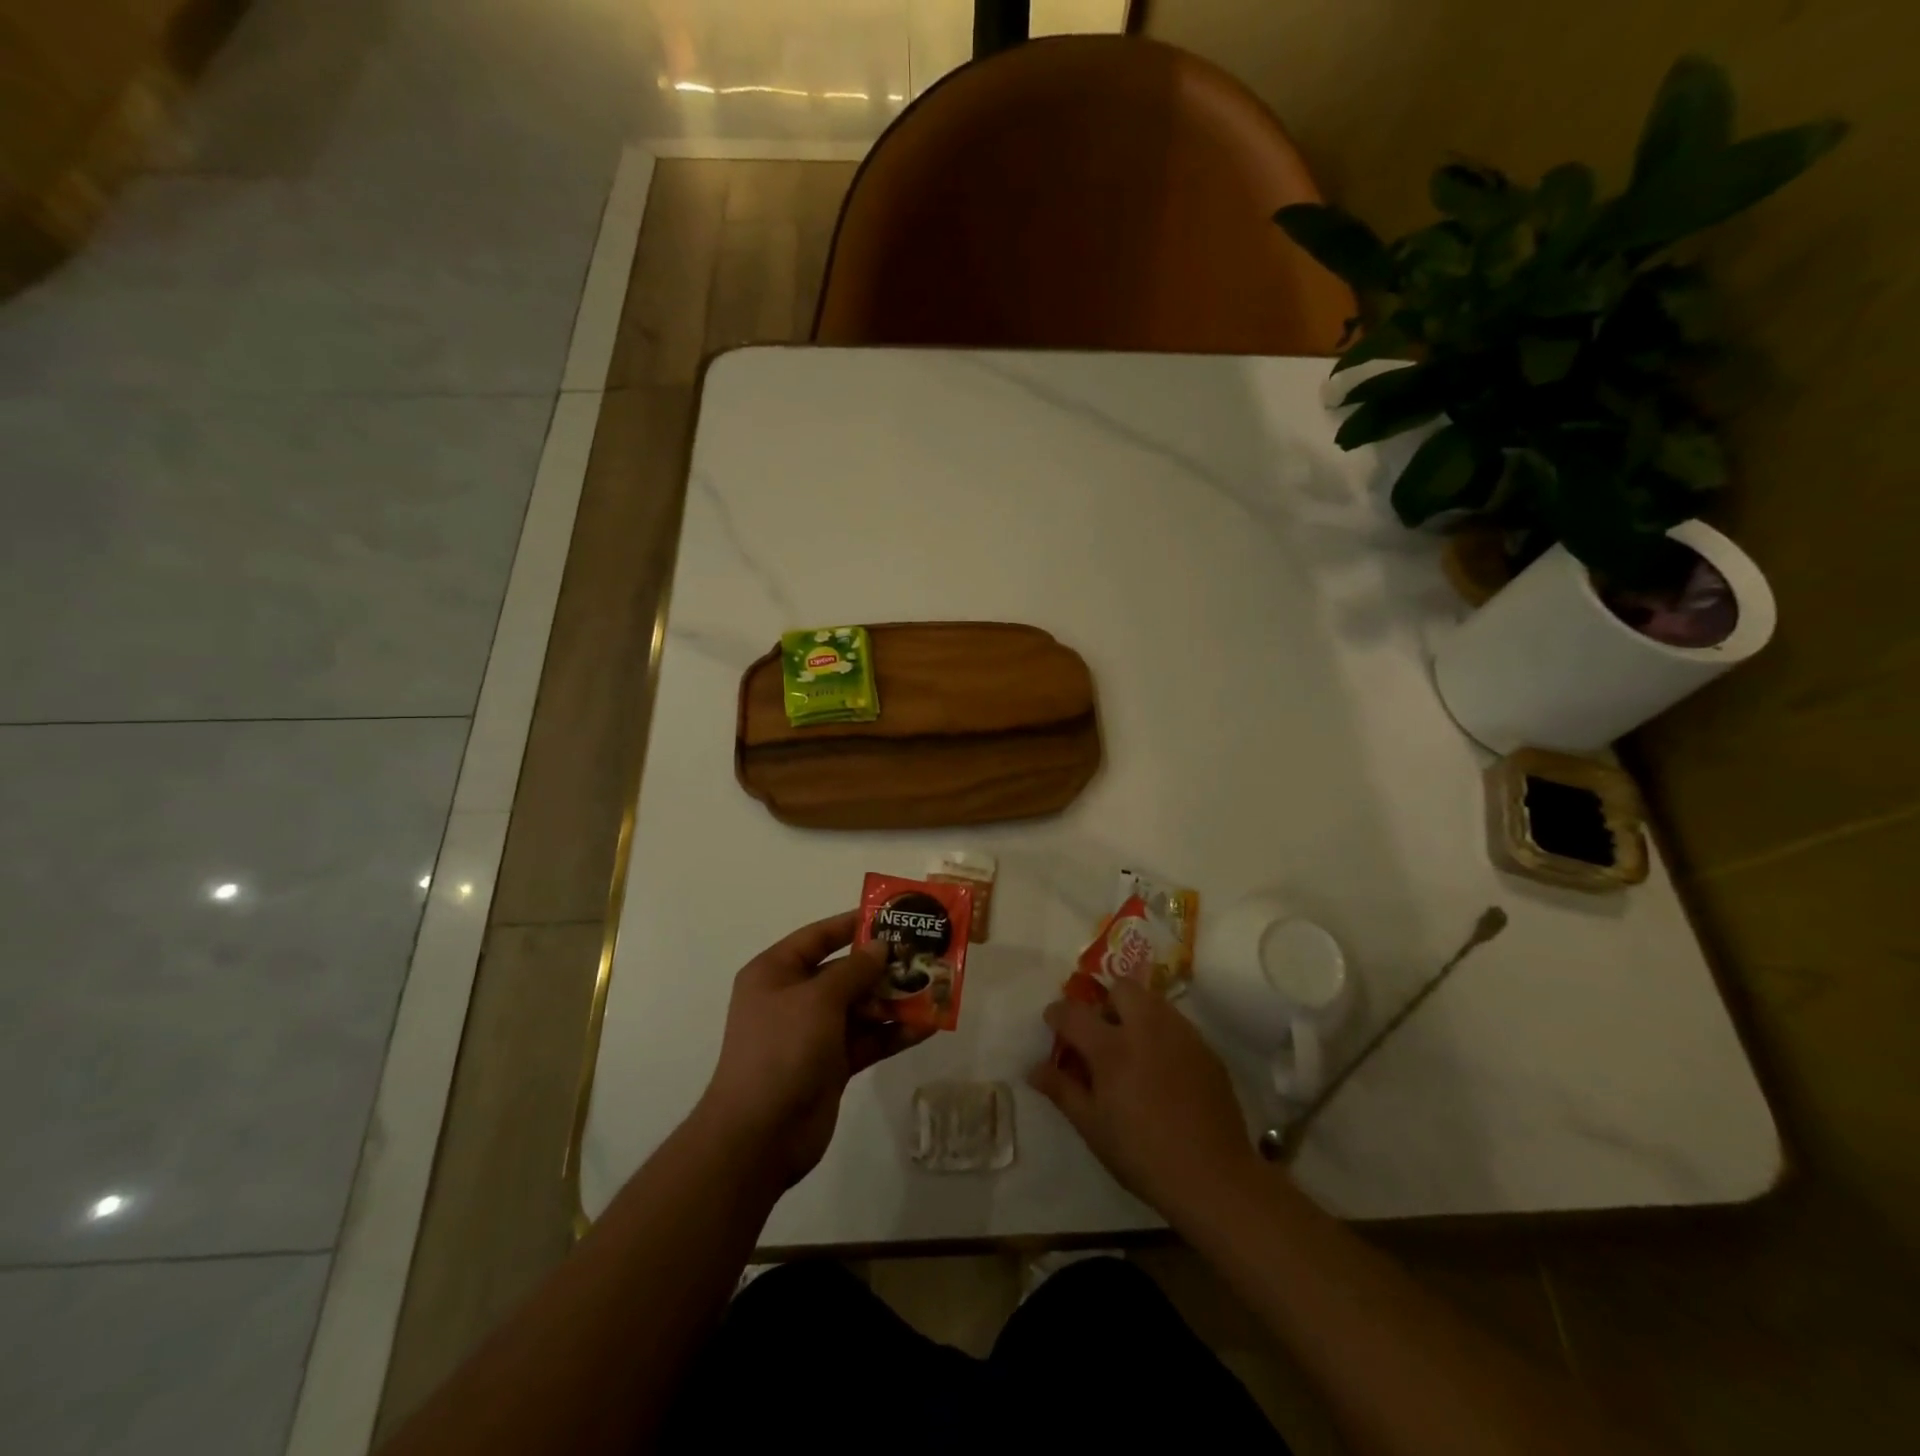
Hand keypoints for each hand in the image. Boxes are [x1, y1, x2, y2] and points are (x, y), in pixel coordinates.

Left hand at [698, 911, 931, 1184]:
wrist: (760, 1135)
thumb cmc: (782, 1049)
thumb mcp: (818, 998)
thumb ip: (854, 969)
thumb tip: (881, 947)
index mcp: (776, 972)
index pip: (818, 937)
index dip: (853, 924)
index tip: (891, 916)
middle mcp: (794, 998)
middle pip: (844, 972)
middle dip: (882, 966)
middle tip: (923, 954)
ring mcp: (813, 1033)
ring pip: (861, 1007)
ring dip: (894, 1000)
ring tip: (934, 988)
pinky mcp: (832, 1064)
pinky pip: (867, 1039)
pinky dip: (894, 1033)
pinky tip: (927, 1026)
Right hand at [1030, 977, 1259, 1214]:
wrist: (1214, 1177)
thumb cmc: (1142, 1155)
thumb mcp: (1093, 1127)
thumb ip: (1062, 1090)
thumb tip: (1033, 1068)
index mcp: (1112, 1048)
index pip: (1074, 1012)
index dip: (1057, 1014)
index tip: (1053, 1023)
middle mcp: (1147, 1028)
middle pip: (1121, 988)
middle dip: (1106, 1002)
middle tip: (1102, 1035)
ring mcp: (1181, 1035)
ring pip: (1152, 1001)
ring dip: (1135, 1013)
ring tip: (1133, 1049)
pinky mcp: (1206, 1049)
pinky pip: (1176, 1024)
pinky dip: (1161, 1033)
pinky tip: (1162, 1068)